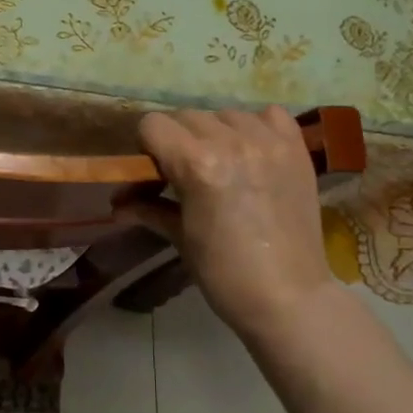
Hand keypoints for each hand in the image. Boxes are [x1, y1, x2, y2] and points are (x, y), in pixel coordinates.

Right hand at [135, 107, 336, 338]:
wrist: (289, 298)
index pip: (153, 125)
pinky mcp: (296, 149)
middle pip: (187, 116)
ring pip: (226, 114)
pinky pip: (269, 115)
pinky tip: (254, 153)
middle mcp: (232, 142)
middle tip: (185, 174)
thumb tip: (117, 205)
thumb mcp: (180, 239)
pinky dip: (257, 127)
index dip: (147, 146)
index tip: (154, 171)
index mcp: (197, 164)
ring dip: (216, 134)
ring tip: (224, 165)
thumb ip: (148, 209)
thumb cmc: (225, 275)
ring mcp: (269, 142)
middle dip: (178, 141)